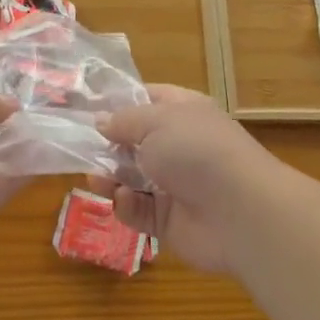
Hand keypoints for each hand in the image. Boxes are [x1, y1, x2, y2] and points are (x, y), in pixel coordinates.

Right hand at [93, 85, 284, 273]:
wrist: (239, 213)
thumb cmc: (197, 151)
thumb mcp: (155, 121)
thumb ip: (123, 121)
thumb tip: (100, 121)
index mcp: (183, 112)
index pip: (146, 99)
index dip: (118, 102)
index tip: (85, 108)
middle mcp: (179, 146)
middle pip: (133, 142)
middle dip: (107, 145)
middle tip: (80, 148)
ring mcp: (174, 185)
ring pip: (130, 177)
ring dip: (109, 176)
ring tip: (96, 178)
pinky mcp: (167, 220)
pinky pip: (137, 209)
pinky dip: (126, 205)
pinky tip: (123, 199)